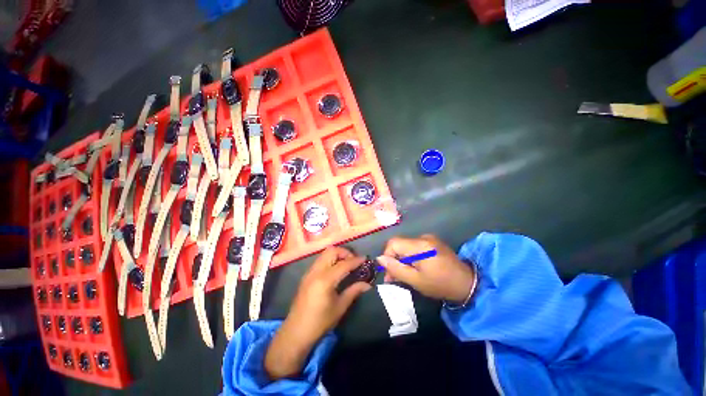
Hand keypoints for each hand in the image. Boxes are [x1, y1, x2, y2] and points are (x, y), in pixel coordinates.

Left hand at [265, 246, 371, 379]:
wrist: (296, 332)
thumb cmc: (320, 322)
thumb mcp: (340, 307)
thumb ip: (354, 291)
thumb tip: (368, 284)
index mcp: (325, 280)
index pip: (344, 264)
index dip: (356, 260)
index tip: (365, 259)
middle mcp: (316, 271)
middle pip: (332, 251)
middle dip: (345, 253)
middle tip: (353, 262)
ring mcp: (309, 272)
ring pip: (325, 253)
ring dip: (337, 255)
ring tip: (346, 265)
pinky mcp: (306, 275)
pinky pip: (320, 260)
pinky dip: (330, 259)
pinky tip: (335, 270)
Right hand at [377, 234, 475, 303]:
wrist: (467, 283)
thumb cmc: (440, 284)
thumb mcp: (416, 281)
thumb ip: (396, 269)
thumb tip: (379, 259)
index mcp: (420, 246)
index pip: (393, 243)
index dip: (387, 255)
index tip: (389, 272)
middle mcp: (423, 237)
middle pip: (399, 244)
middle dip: (394, 259)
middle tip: (394, 278)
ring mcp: (429, 238)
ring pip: (406, 246)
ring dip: (402, 259)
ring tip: (405, 274)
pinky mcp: (432, 241)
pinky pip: (414, 246)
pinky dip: (410, 256)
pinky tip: (415, 267)